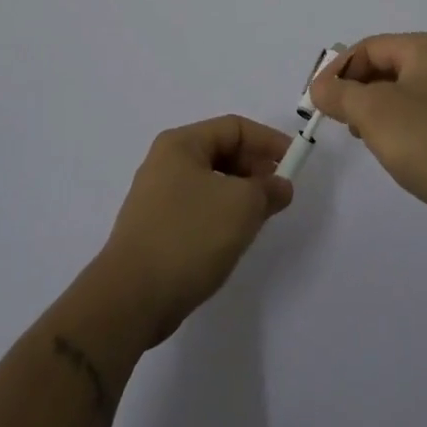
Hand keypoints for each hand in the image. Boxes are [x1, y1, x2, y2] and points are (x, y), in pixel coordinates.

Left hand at [96, 115, 294, 346]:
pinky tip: (234, 237)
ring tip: (262, 216)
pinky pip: (198, 207)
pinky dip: (222, 213)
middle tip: (280, 192)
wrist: (131, 298)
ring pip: (211, 182)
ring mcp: (157, 196)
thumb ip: (268, 189)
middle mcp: (165, 162)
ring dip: (240, 193)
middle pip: (221, 152)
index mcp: (181, 144)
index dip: (268, 141)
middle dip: (255, 168)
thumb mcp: (241, 206)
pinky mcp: (155, 228)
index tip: (295, 162)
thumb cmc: (189, 237)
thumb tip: (280, 186)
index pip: (234, 127)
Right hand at [311, 32, 426, 240]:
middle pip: (384, 67)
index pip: (369, 47)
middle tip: (335, 116)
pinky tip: (388, 148)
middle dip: (355, 89)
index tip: (316, 99)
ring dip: (373, 109)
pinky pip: (417, 116)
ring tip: (358, 134)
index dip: (338, 70)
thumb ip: (339, 94)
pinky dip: (395, 125)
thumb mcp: (372, 112)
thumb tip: (318, 88)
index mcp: (426, 48)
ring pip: (399, 93)